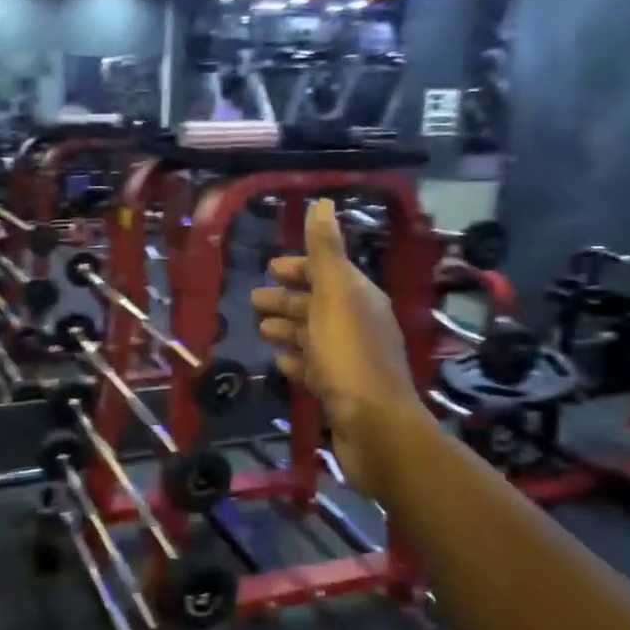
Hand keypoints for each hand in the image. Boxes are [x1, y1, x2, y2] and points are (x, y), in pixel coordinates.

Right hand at [251, 199, 430, 502]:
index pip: (327, 272)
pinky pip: (314, 369)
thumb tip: (323, 202)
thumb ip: (326, 251)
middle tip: (253, 300)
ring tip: (259, 329)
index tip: (270, 266)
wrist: (376, 427)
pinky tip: (279, 362)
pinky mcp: (341, 392)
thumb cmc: (350, 355)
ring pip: (313, 337)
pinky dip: (296, 361)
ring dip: (287, 329)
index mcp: (359, 298)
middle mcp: (358, 325)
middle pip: (318, 305)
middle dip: (287, 299)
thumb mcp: (335, 295)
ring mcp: (350, 361)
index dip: (299, 267)